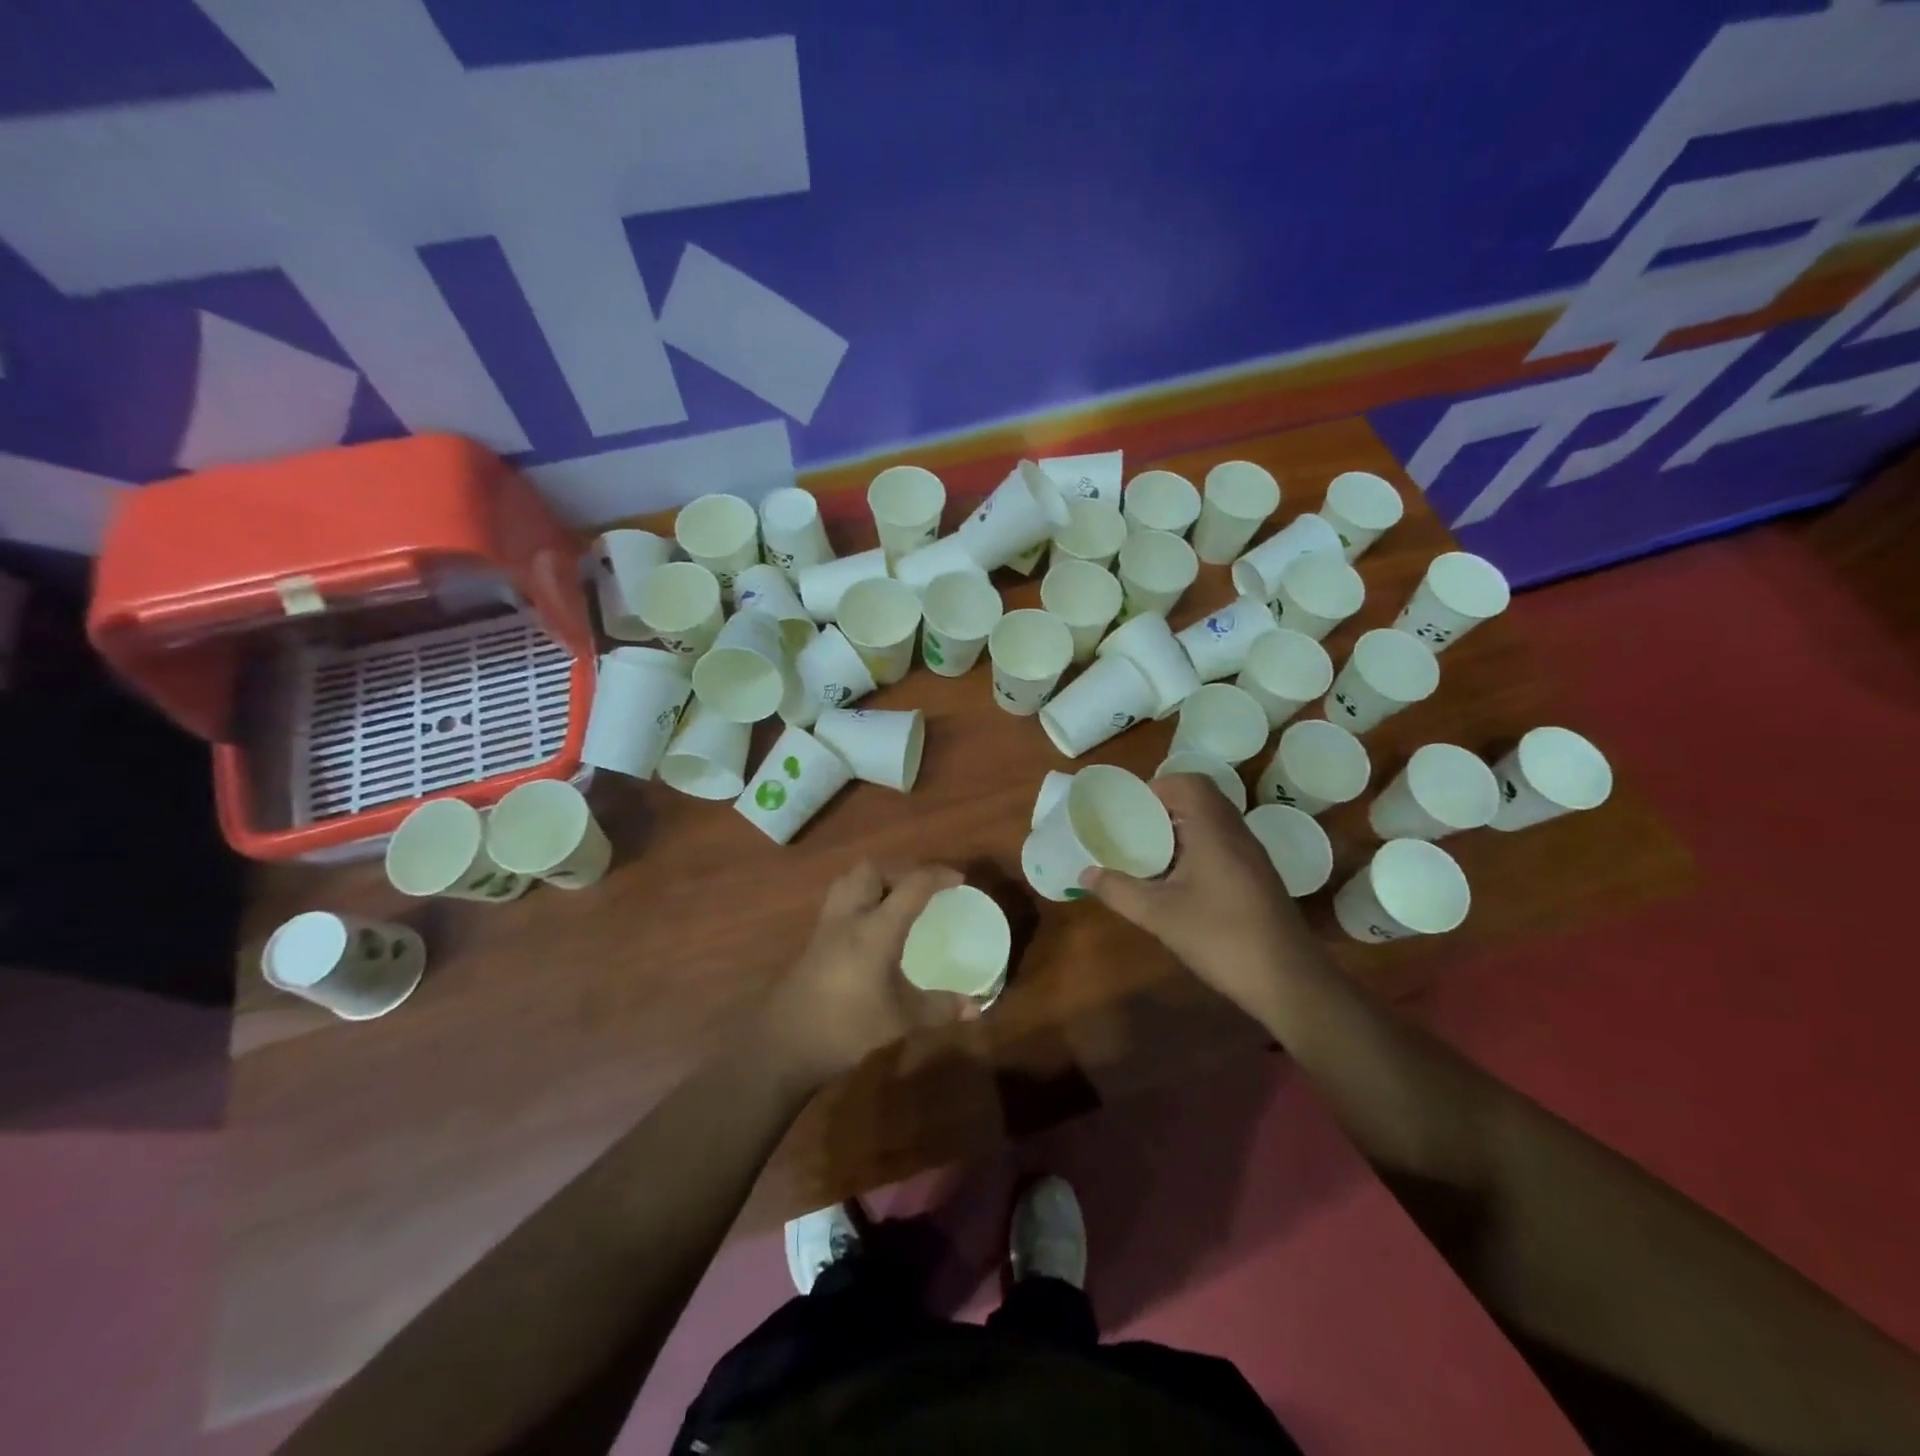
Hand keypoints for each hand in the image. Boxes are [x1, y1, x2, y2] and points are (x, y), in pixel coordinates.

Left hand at [758, 861, 978, 1085]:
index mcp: (876, 928)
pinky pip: (838, 904)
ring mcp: (826, 927)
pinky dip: (858, 903)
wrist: (785, 1044)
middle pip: (871, 870)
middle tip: (919, 892)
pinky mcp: (813, 942)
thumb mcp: (901, 1019)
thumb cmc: (847, 1025)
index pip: (911, 885)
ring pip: (848, 882)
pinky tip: (870, 930)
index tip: (958, 880)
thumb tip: (975, 1008)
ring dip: (874, 882)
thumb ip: (939, 1007)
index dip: (937, 876)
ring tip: (894, 903)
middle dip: (899, 872)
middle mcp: (850, 917)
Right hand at [1079, 775, 1314, 1021]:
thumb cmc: (1221, 937)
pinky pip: (1223, 845)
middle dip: (1164, 808)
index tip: (1129, 810)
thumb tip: (1085, 873)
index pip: (1188, 782)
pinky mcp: (1258, 878)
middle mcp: (1237, 833)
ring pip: (1212, 823)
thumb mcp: (1159, 915)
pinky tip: (1178, 882)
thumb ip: (1118, 890)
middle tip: (1133, 831)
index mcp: (1214, 830)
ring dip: (1180, 830)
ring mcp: (1252, 856)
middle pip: (1201, 799)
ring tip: (1149, 855)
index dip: (1156, 788)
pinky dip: (1197, 849)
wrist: (1289, 981)